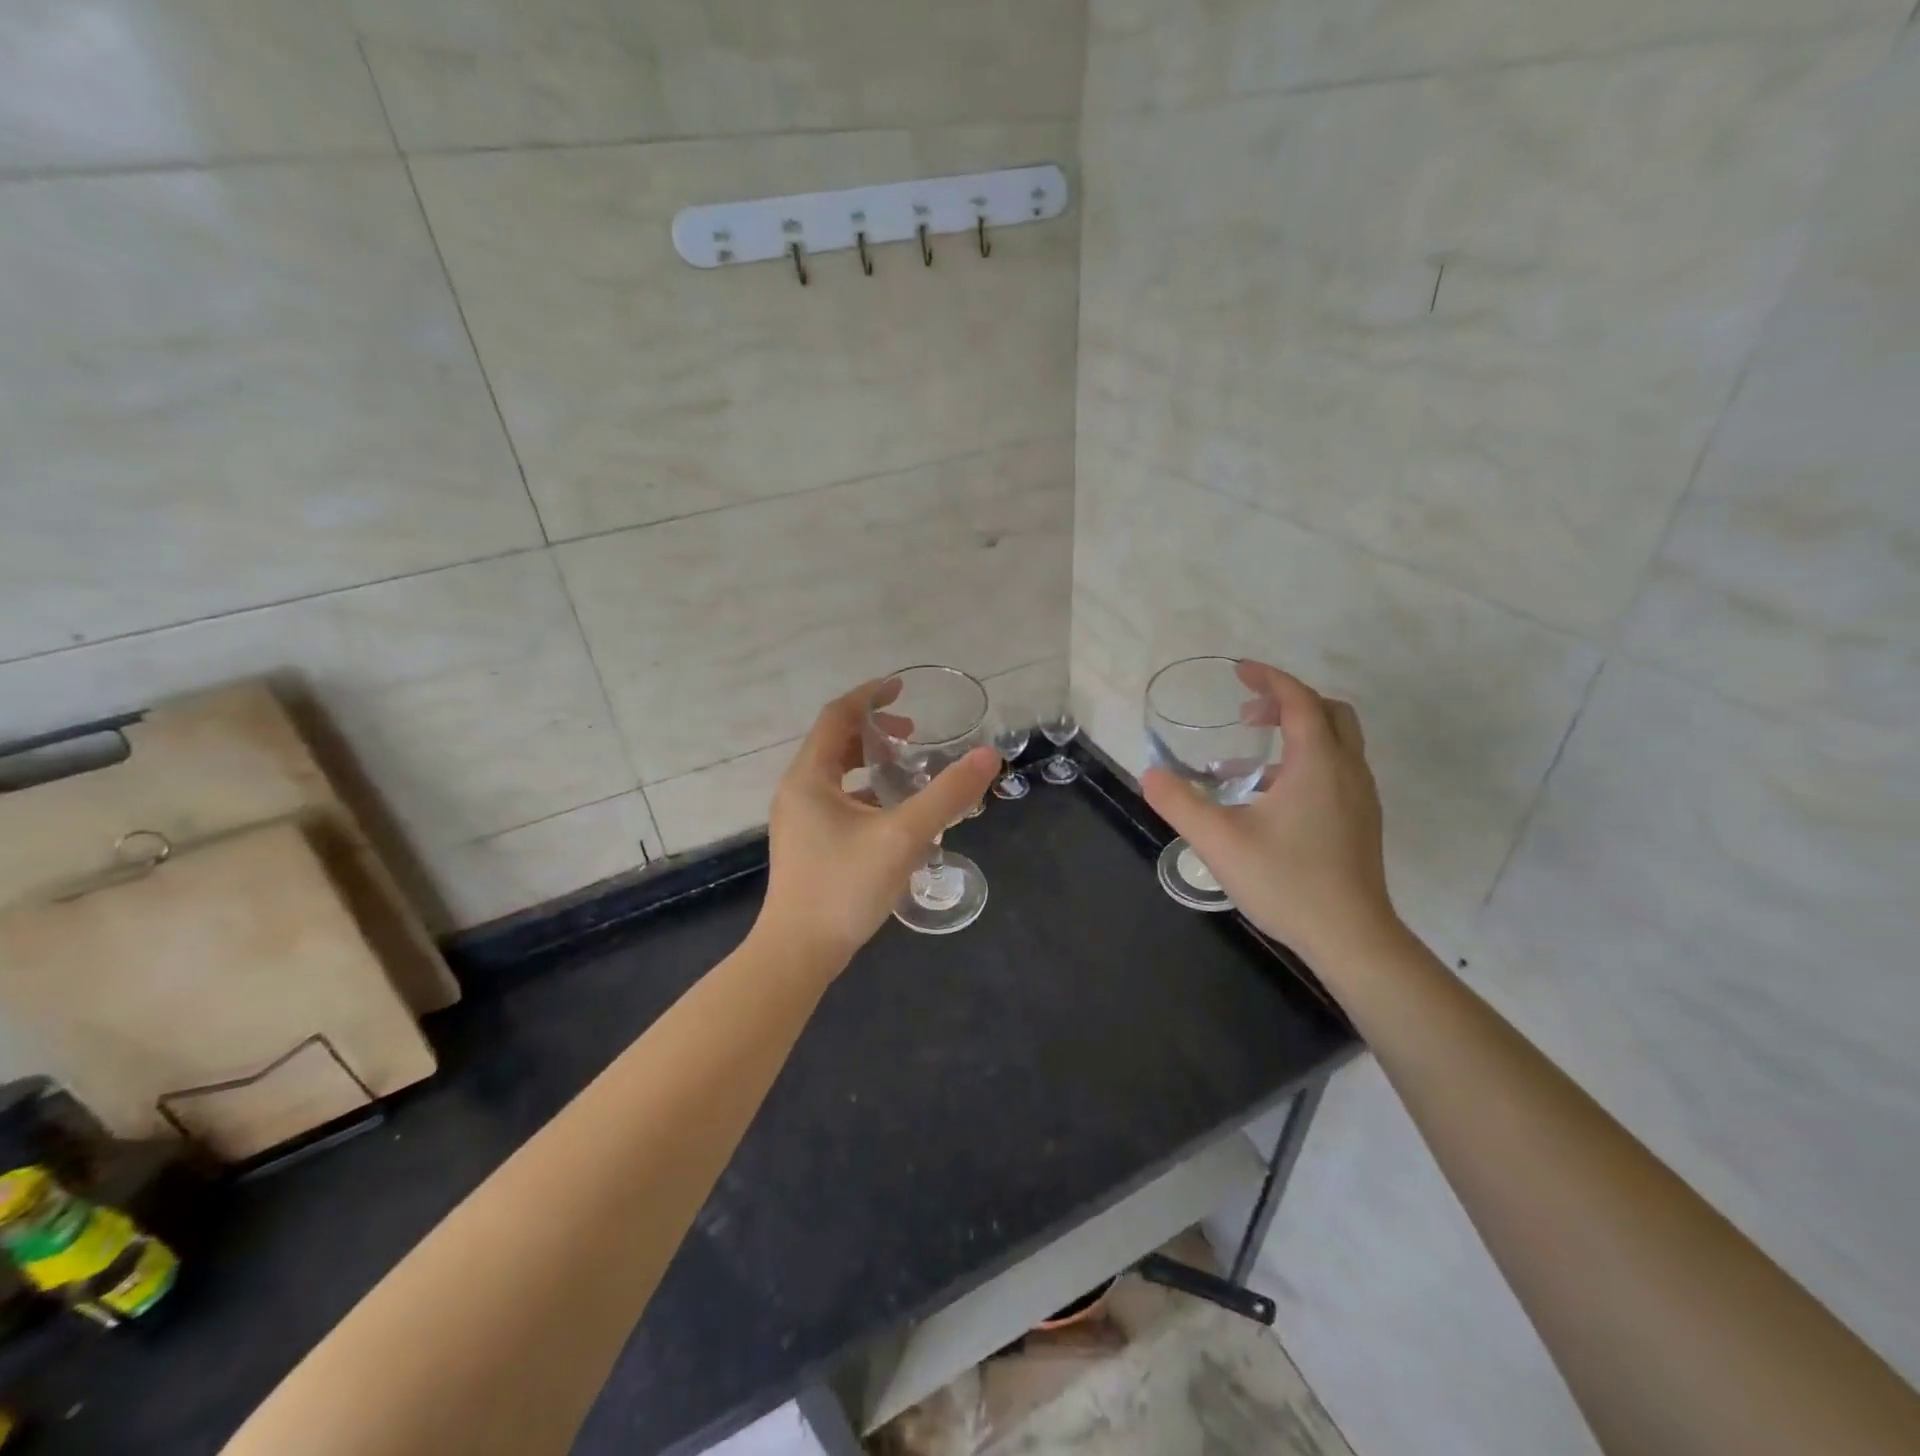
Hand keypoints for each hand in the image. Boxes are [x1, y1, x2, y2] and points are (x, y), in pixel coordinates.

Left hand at [757, 681, 999, 968]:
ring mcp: (799, 820)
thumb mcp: (903, 836)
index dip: (870, 696)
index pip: (837, 716)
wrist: (798, 953)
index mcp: (809, 777)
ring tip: (909, 770)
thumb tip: (988, 756)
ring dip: (871, 763)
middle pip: (835, 743)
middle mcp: (798, 791)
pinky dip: (866, 793)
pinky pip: (838, 801)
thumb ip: (947, 795)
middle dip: (875, 732)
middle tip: (915, 736)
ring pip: (836, 775)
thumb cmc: (845, 887)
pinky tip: (896, 814)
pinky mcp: (807, 844)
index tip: (902, 688)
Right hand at [1141, 661, 1398, 964]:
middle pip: (1328, 712)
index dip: (1269, 679)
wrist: (1351, 937)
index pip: (1299, 700)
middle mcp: (1346, 771)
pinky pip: (1336, 770)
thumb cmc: (1286, 882)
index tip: (1238, 671)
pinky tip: (1267, 800)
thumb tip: (1149, 774)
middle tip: (1246, 715)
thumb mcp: (1219, 841)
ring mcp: (1359, 797)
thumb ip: (1179, 803)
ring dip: (1295, 734)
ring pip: (1336, 742)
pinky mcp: (1360, 821)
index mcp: (1317, 764)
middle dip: (1287, 702)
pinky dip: (1304, 763)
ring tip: (1246, 762)